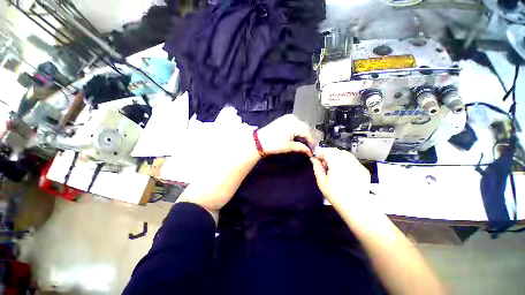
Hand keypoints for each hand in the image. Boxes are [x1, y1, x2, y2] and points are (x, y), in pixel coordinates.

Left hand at [257, 114, 314, 155]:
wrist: (259, 141)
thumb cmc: (274, 144)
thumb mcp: (288, 147)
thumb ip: (301, 147)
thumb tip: (309, 151)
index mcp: (294, 124)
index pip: (307, 133)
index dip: (311, 142)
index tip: (313, 149)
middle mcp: (292, 118)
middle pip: (304, 128)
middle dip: (307, 137)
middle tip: (309, 146)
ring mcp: (287, 117)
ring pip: (300, 125)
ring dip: (302, 133)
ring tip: (303, 143)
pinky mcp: (283, 119)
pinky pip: (294, 123)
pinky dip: (297, 130)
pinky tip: (297, 136)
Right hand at [310, 147, 370, 206]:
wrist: (356, 207)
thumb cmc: (336, 196)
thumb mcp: (322, 182)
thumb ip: (317, 168)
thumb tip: (313, 159)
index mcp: (337, 164)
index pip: (328, 151)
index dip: (320, 152)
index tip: (316, 157)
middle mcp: (349, 162)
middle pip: (336, 151)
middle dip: (328, 154)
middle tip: (323, 163)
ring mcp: (358, 165)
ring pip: (345, 154)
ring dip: (337, 157)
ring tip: (333, 167)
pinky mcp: (363, 170)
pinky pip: (352, 160)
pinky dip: (345, 162)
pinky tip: (342, 171)